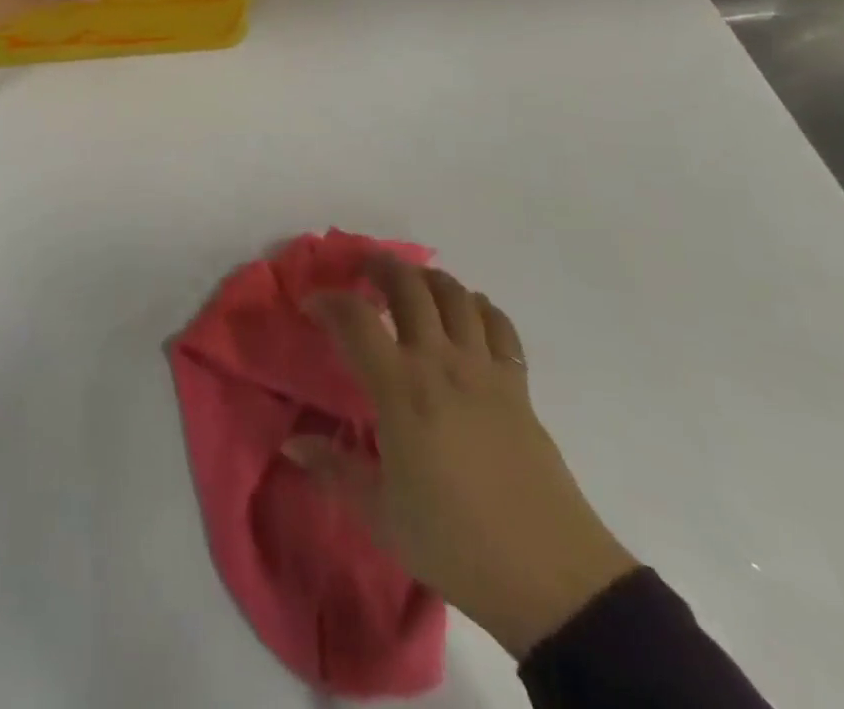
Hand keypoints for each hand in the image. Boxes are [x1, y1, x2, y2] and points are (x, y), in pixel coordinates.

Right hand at [289, 258, 637, 659]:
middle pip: (410, 287)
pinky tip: (469, 313)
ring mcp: (484, 370)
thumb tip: (293, 444)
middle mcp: (441, 363)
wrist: (551, 578)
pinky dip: (479, 307)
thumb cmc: (454, 544)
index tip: (311, 305)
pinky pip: (499, 326)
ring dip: (428, 278)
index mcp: (400, 389)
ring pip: (456, 295)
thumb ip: (334, 470)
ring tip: (412, 283)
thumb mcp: (380, 515)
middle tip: (363, 271)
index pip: (356, 319)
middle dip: (381, 267)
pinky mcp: (518, 386)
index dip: (328, 301)